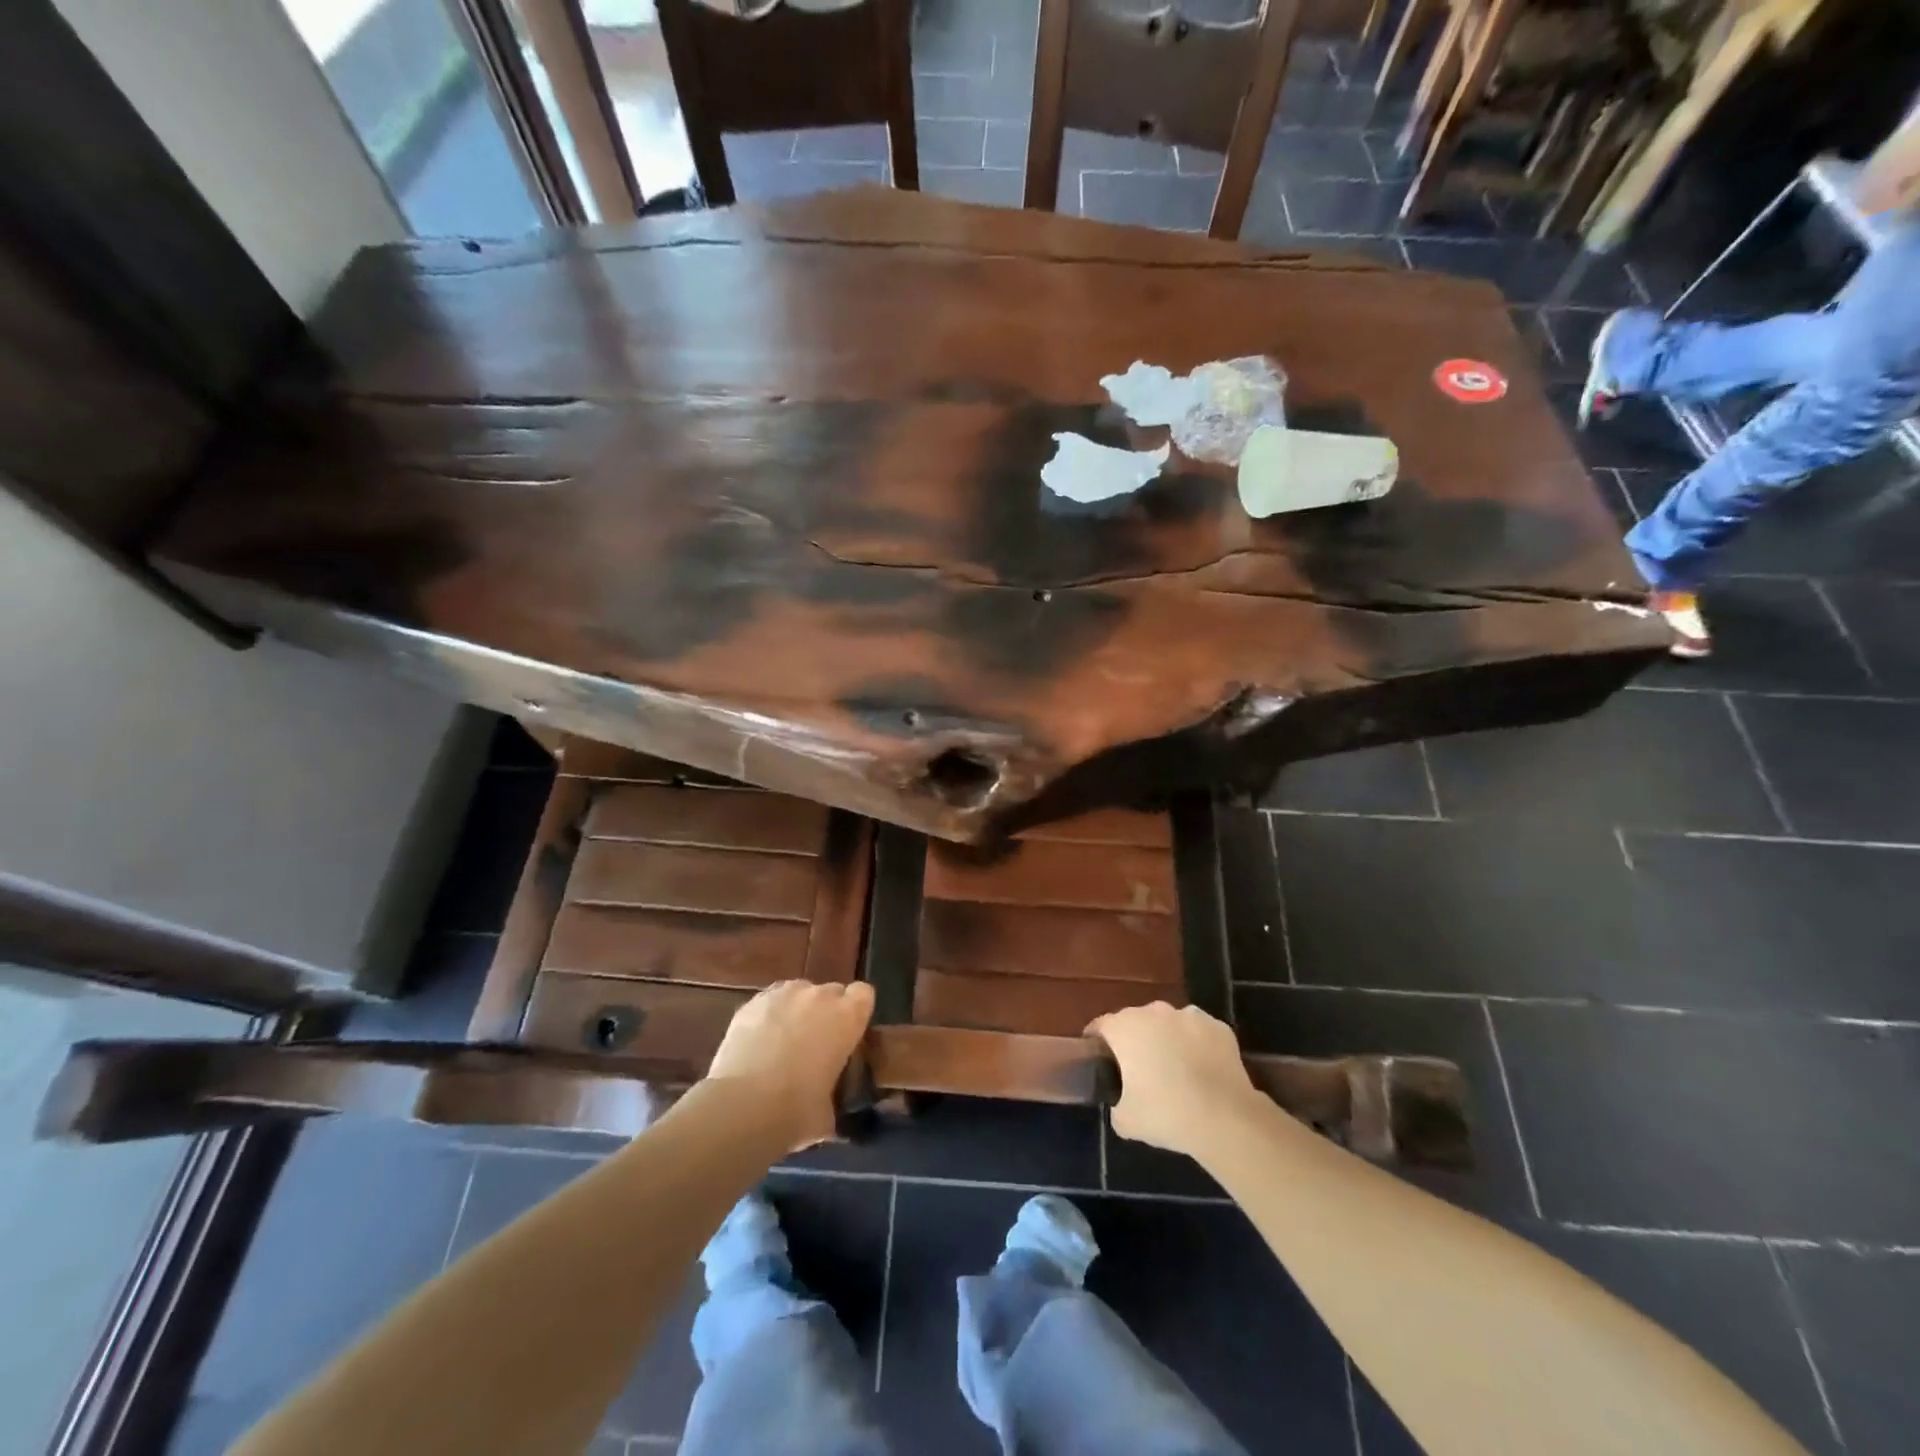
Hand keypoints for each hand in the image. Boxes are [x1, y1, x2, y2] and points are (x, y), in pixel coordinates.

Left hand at [707, 980, 874, 1148]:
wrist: (743, 1106)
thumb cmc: (797, 1111)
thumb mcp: (829, 1112)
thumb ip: (832, 1097)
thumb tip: (825, 1107)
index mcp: (848, 1016)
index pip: (864, 994)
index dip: (856, 1012)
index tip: (849, 1035)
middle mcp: (819, 996)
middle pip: (831, 991)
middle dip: (826, 1012)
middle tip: (816, 1044)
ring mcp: (783, 994)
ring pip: (798, 993)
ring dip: (797, 1010)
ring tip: (783, 1042)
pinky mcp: (752, 1003)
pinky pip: (769, 1002)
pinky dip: (768, 1017)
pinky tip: (758, 1043)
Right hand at [1087, 1002, 1264, 1157]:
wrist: (1225, 1119)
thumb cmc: (1166, 1114)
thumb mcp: (1125, 1121)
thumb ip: (1116, 1104)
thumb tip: (1121, 1101)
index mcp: (1125, 1027)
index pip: (1100, 1026)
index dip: (1096, 1041)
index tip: (1099, 1059)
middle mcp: (1154, 1011)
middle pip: (1135, 1021)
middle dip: (1134, 1040)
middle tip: (1139, 1070)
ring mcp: (1189, 1015)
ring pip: (1169, 1024)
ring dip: (1167, 1039)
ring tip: (1175, 1070)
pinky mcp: (1218, 1026)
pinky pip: (1198, 1033)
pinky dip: (1196, 1045)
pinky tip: (1202, 1070)